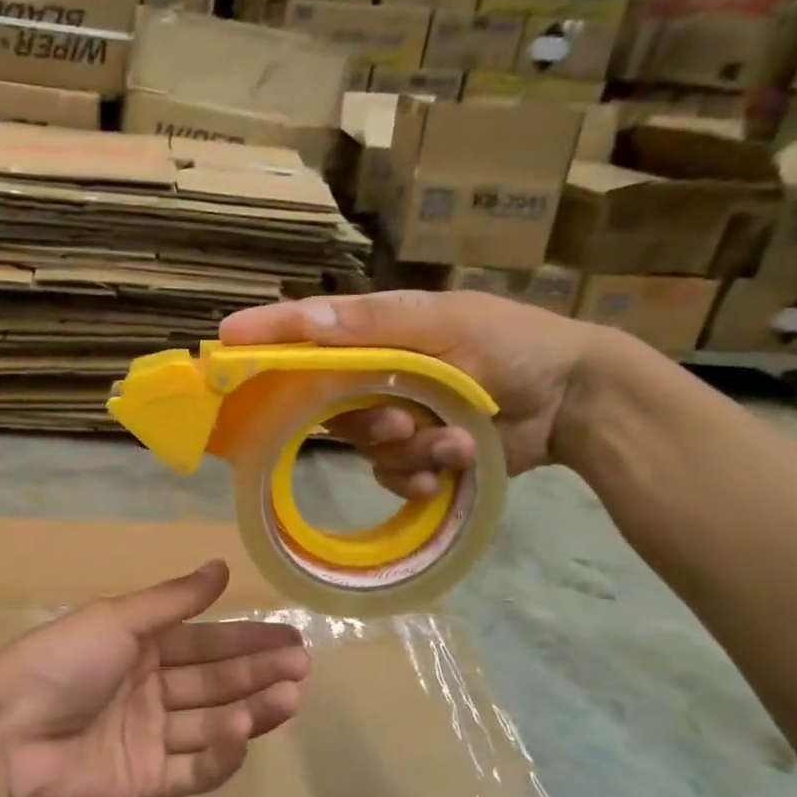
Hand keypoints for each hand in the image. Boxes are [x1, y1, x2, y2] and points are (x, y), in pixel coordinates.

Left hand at [0, 560, 308, 796]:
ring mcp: (147, 739)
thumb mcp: (117, 619)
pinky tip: (244, 731)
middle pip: (214, 682)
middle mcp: (148, 690)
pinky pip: (191, 770)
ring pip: (211, 724)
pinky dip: (221, 754)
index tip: (290, 637)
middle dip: (258, 672)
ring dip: (252, 709)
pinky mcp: (143, 784)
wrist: (6, 736)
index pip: (204, 642)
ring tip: (290, 696)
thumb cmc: (62, 663)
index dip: (246, 639)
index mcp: (138, 648)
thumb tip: (221, 566)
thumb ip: (174, 600)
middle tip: (302, 666)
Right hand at [220, 290, 602, 483]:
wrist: (574, 400)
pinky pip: (391, 475)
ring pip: (364, 447)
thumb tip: (304, 321)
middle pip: (328, 404)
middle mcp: (374, 374)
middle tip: (401, 419)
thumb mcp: (446, 324)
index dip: (265, 338)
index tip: (222, 344)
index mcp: (376, 332)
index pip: (306, 333)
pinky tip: (455, 465)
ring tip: (458, 440)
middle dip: (365, 420)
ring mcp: (394, 416)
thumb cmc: (512, 343)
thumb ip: (375, 326)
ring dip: (410, 449)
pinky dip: (421, 475)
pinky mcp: (416, 454)